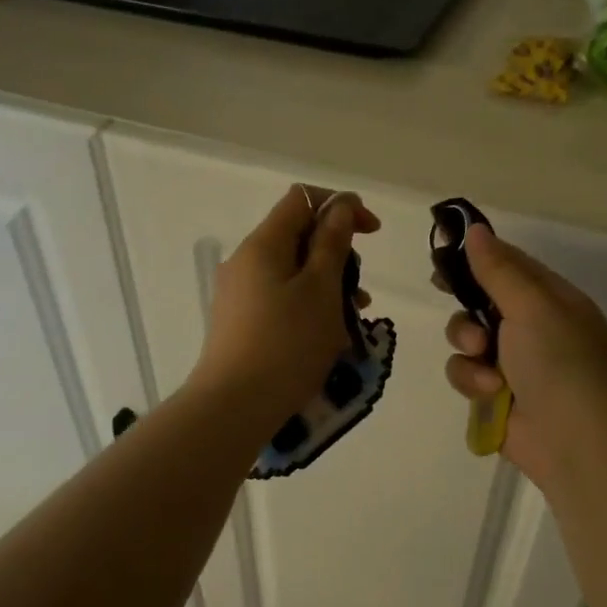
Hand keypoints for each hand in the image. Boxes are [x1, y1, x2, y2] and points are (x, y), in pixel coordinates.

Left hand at [190, 184, 380, 429]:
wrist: (234, 407)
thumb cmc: (287, 344)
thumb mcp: (321, 290)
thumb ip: (332, 244)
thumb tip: (340, 207)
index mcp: (263, 244)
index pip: (303, 199)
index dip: (341, 206)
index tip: (372, 233)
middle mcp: (246, 261)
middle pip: (298, 236)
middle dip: (337, 254)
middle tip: (360, 290)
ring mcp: (239, 293)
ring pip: (293, 272)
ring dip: (328, 284)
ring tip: (353, 317)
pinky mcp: (240, 322)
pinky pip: (281, 298)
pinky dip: (309, 305)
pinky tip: (328, 335)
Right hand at [443, 225, 606, 487]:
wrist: (574, 440)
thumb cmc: (559, 362)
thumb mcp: (532, 306)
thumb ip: (498, 269)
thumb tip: (475, 229)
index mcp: (553, 300)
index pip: (510, 265)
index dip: (476, 255)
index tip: (442, 248)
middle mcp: (534, 328)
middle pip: (481, 301)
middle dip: (465, 303)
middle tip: (441, 288)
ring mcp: (514, 364)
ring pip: (467, 339)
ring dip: (467, 345)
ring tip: (482, 357)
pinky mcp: (496, 395)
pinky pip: (466, 374)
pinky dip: (472, 381)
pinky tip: (490, 392)